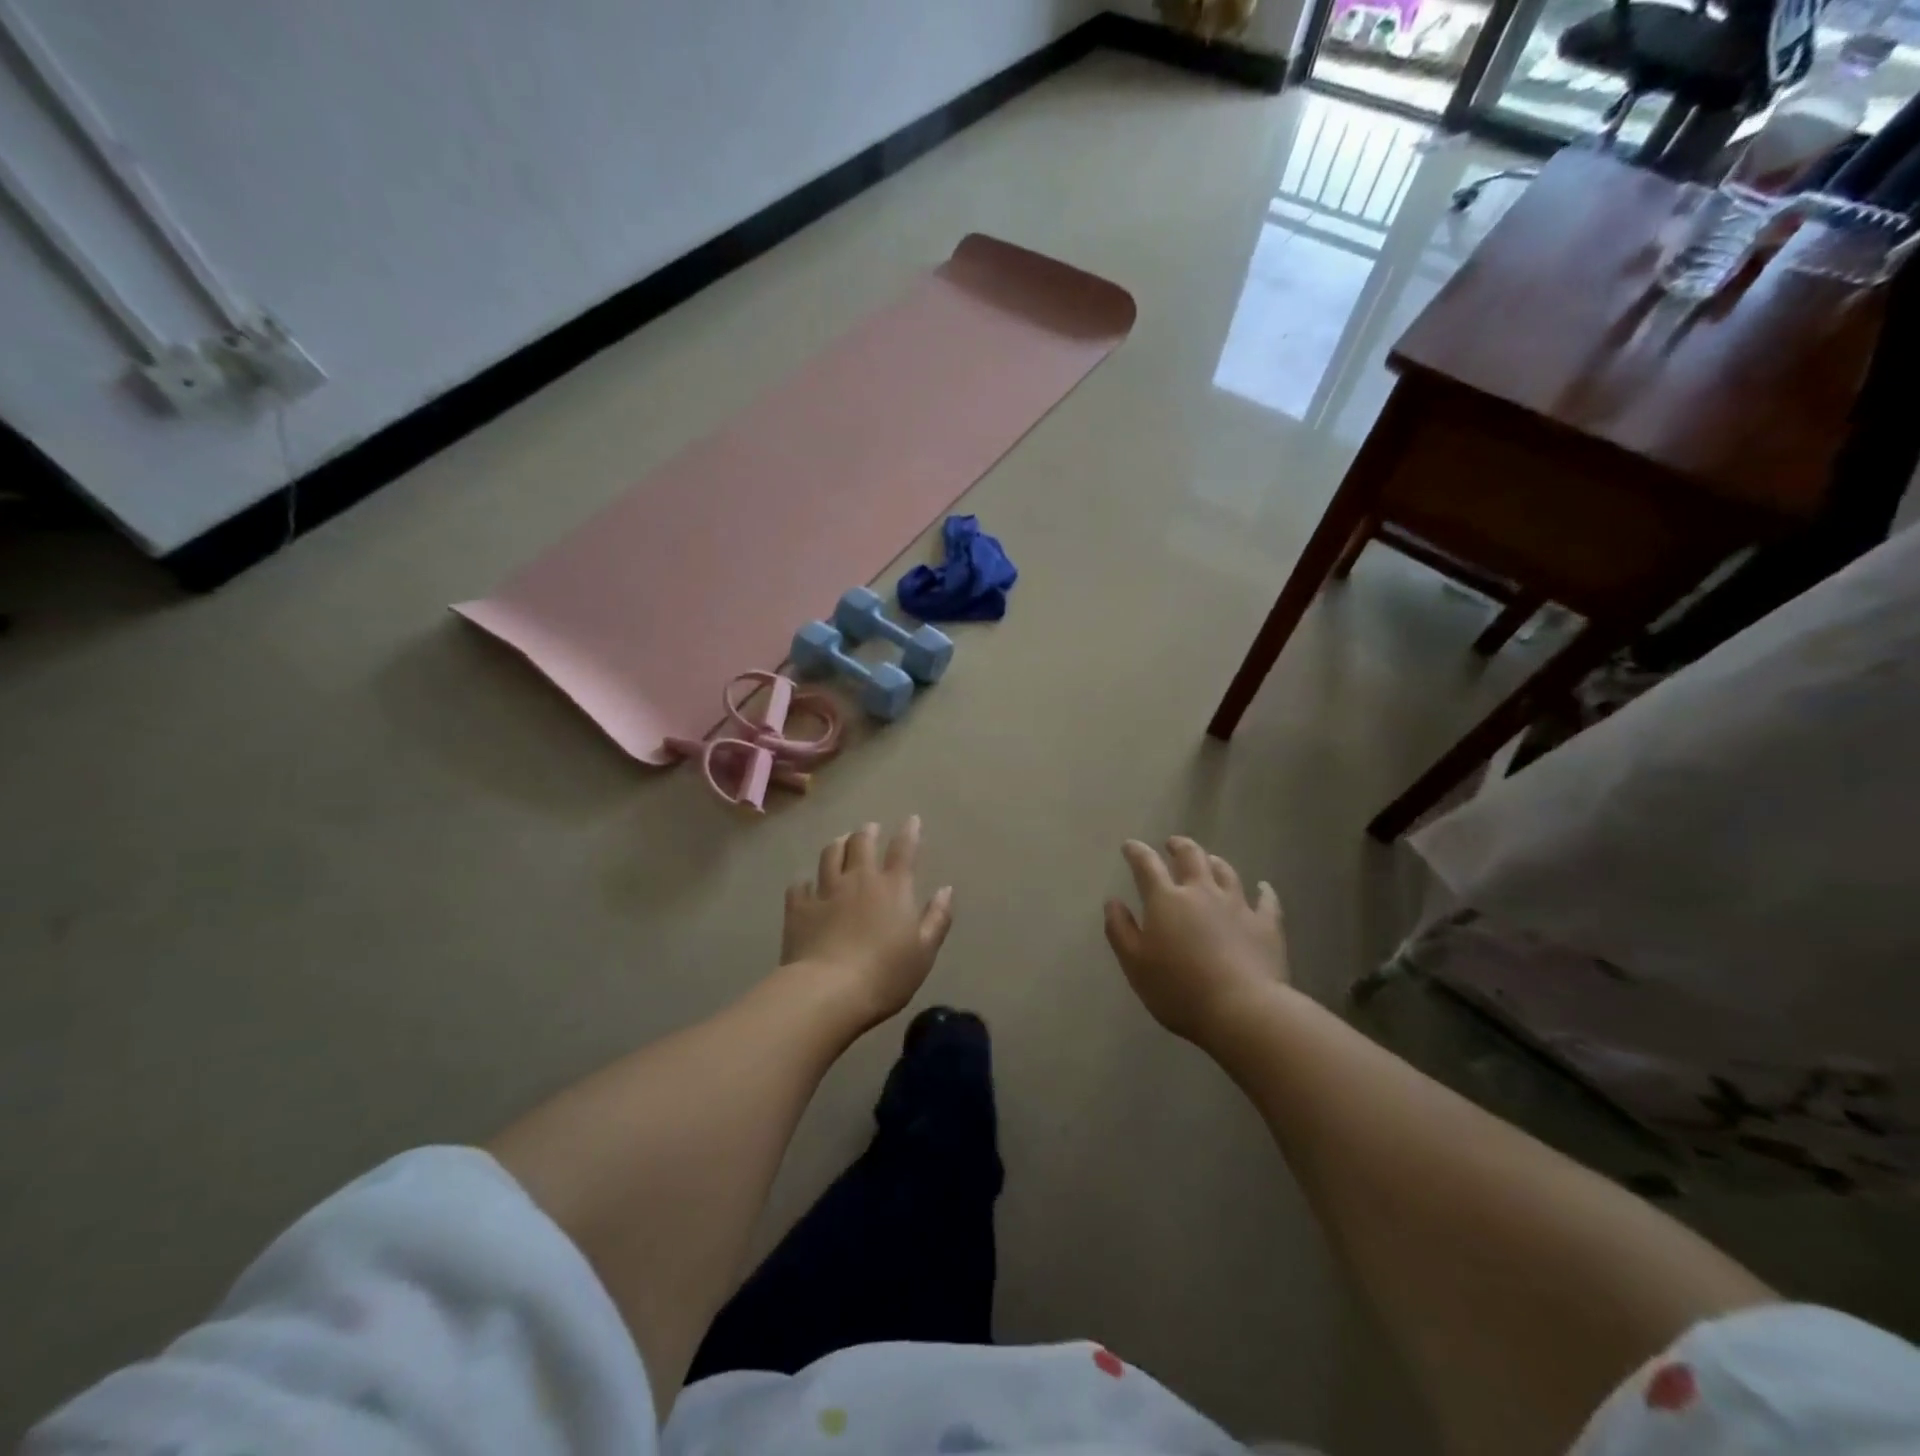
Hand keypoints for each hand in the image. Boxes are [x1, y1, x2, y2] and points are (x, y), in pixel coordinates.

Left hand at [783, 817, 954, 1027]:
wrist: (829, 991)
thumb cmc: (885, 974)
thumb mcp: (924, 952)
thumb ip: (937, 918)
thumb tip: (946, 890)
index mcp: (893, 888)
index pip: (903, 849)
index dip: (909, 832)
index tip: (911, 820)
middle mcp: (859, 880)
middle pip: (861, 843)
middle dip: (867, 832)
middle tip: (870, 829)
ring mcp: (826, 891)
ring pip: (830, 855)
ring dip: (837, 845)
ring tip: (840, 842)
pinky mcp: (799, 908)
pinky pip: (799, 885)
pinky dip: (804, 881)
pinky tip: (805, 883)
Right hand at [1103, 837, 1287, 1045]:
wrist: (1243, 1010)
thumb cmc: (1179, 989)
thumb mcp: (1135, 964)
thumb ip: (1120, 930)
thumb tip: (1113, 902)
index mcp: (1166, 900)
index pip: (1147, 865)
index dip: (1136, 852)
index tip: (1130, 846)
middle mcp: (1202, 893)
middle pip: (1191, 857)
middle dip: (1179, 846)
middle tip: (1172, 844)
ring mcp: (1237, 906)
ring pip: (1226, 872)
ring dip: (1214, 862)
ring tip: (1210, 860)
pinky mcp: (1266, 925)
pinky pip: (1266, 901)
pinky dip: (1263, 891)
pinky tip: (1263, 888)